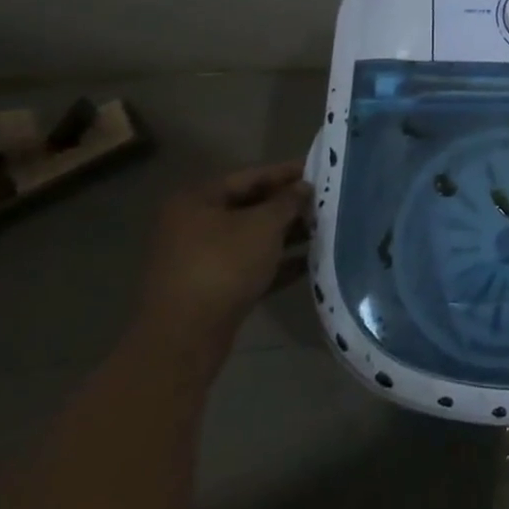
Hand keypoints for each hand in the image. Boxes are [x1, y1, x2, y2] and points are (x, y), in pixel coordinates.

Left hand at [135, 162, 311, 370]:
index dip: (285, 173)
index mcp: (197, 201)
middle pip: (249, 208)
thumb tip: (303, 188)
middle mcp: (193, 225)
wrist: (185, 338)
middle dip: (287, 207)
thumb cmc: (223, 266)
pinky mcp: (210, 289)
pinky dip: (275, 264)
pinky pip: (248, 267)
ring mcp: (199, 259)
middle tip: (323, 204)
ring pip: (250, 239)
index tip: (318, 170)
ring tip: (322, 232)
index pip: (250, 177)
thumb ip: (287, 202)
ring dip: (285, 236)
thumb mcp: (263, 226)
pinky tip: (308, 264)